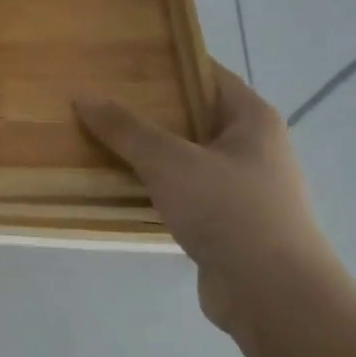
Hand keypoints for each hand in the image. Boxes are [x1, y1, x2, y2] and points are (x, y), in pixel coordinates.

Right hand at [77, 61, 340, 332]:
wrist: (272, 294)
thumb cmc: (228, 210)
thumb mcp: (168, 161)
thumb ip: (125, 128)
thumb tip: (83, 95)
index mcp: (252, 119)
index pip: (206, 74)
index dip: (167, 64)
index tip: (121, 61)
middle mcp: (253, 147)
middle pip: (192, 115)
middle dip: (147, 109)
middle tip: (98, 99)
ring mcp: (242, 186)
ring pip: (185, 156)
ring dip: (147, 151)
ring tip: (98, 139)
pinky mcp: (228, 221)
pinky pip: (183, 190)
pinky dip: (154, 185)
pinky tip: (119, 186)